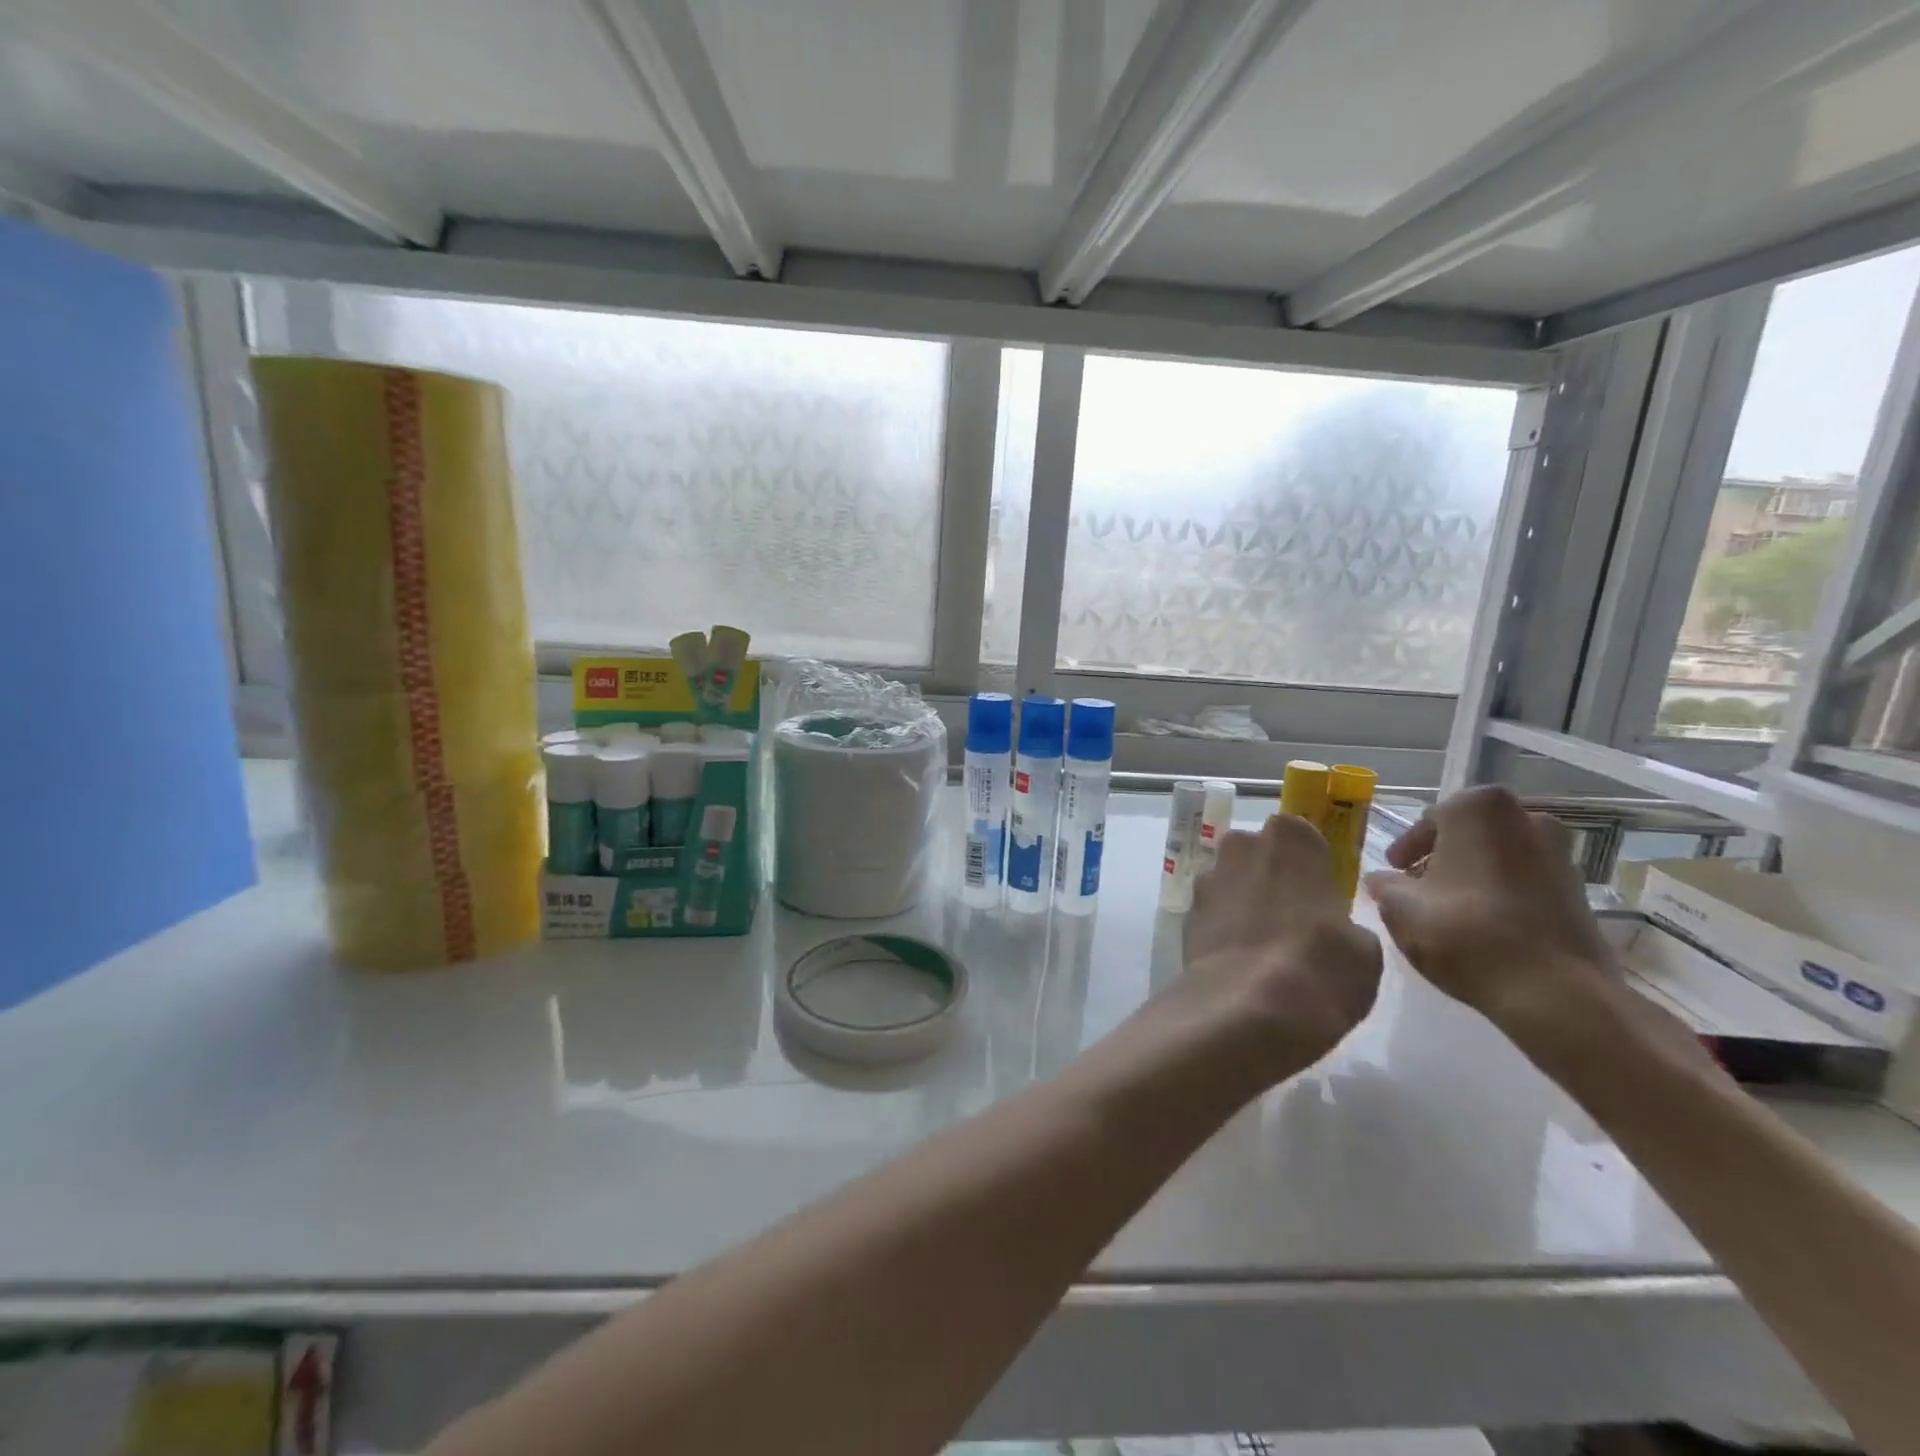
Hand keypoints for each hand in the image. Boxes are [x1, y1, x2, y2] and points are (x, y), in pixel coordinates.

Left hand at [1177, 814, 1383, 1073]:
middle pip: (1258, 855)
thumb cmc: (1320, 966)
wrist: (1246, 1007)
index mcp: (1290, 839)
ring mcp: (1208, 880)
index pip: (1300, 835)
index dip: (1308, 865)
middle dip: (1271, 879)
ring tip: (1265, 950)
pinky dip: (1224, 932)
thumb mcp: (1363, 948)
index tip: (1319, 894)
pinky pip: (1213, 916)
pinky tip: (1240, 965)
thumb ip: (1344, 923)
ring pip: (1231, 884)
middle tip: (1293, 922)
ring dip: (1244, 905)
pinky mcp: (1186, 916)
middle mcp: (1241, 847)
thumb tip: (1331, 929)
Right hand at [1362, 785, 1612, 1032]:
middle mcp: (1526, 818)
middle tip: (1418, 887)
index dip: (1407, 848)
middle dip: (1443, 857)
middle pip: (1469, 834)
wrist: (1556, 993)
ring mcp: (1561, 854)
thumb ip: (1384, 885)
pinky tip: (1485, 925)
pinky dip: (1502, 894)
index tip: (1394, 871)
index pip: (1430, 820)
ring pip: (1500, 856)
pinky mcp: (1580, 891)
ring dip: (1473, 875)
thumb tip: (1381, 879)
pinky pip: (1526, 881)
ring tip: (1450, 910)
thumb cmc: (1466, 934)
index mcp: (1479, 809)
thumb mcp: (1400, 908)